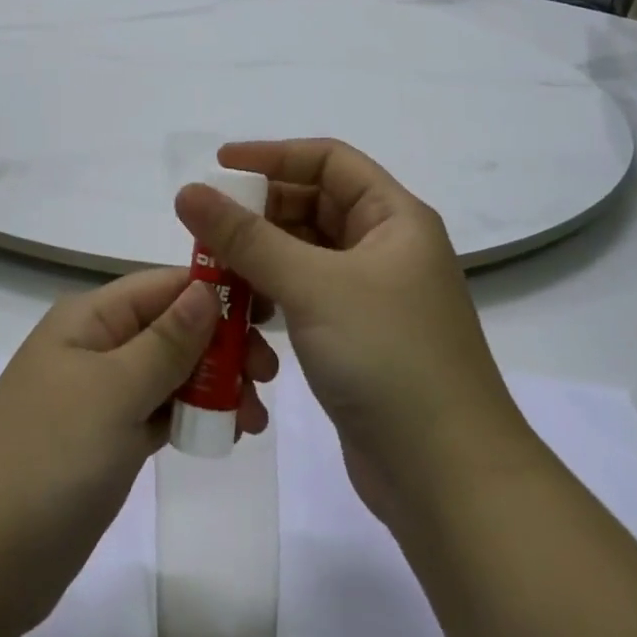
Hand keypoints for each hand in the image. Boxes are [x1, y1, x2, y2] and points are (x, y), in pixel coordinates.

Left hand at [0, 267, 278, 633]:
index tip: (270, 314)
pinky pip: (160, 411)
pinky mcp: (107, 440)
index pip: (164, 285)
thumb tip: (207, 288)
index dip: (218, 292)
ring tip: (252, 420)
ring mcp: (101, 395)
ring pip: (171, 372)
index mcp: (90, 317)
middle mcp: (96, 345)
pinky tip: (226, 434)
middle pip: (173, 327)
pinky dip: (193, 416)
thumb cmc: (50, 458)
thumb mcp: (115, 390)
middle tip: (266, 379)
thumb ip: (167, 340)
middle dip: (222, 345)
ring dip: (215, 385)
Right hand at [175, 140, 538, 527]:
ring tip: (213, 270)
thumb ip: (246, 237)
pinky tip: (242, 311)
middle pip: (314, 205)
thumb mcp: (312, 286)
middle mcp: (386, 248)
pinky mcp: (357, 338)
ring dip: (260, 256)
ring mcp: (372, 296)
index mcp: (394, 218)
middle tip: (206, 225)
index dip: (274, 155)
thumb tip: (188, 191)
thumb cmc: (389, 359)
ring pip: (305, 254)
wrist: (449, 480)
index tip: (219, 166)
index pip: (329, 160)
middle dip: (260, 211)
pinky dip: (272, 295)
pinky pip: (305, 295)